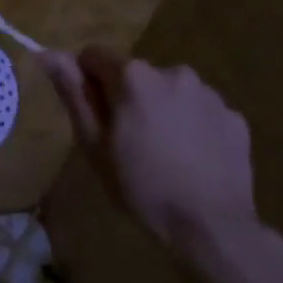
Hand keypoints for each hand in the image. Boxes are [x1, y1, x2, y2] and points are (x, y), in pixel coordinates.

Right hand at [42, 46, 259, 260]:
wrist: (212, 229)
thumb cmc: (142, 187)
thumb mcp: (94, 144)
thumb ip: (73, 93)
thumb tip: (48, 53)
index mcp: (133, 76)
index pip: (94, 56)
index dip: (88, 83)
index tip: (96, 117)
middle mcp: (172, 71)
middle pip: (135, 75)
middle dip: (128, 98)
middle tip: (129, 143)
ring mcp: (208, 93)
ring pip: (170, 91)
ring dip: (161, 110)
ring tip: (164, 154)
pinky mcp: (234, 117)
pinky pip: (201, 112)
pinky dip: (193, 127)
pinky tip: (193, 161)